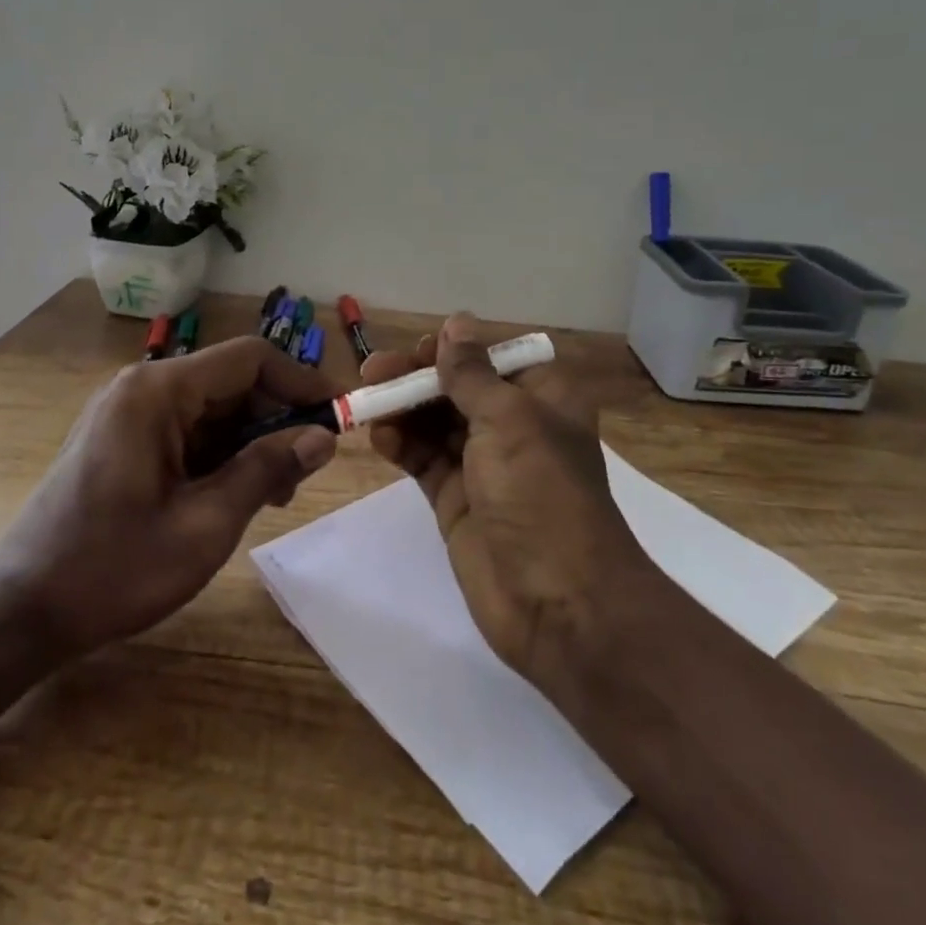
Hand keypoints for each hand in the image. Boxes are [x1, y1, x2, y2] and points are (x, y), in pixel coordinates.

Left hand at [0, 337, 338, 658]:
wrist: (19, 613)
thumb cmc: (113, 569)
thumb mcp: (205, 524)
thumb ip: (267, 470)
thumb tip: (322, 437)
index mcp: (157, 392)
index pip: (249, 359)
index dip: (300, 383)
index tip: (338, 418)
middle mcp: (141, 387)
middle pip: (231, 383)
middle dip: (276, 420)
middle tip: (305, 472)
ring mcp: (127, 413)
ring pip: (211, 410)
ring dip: (250, 443)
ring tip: (275, 494)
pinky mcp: (121, 439)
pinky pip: (186, 431)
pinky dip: (219, 455)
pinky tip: (235, 495)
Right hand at [364, 314, 650, 686]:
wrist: (558, 602)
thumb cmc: (541, 493)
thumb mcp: (508, 419)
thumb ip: (472, 373)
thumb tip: (456, 322)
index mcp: (543, 399)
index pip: (493, 359)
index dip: (456, 350)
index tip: (418, 349)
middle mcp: (515, 427)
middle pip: (459, 388)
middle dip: (417, 377)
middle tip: (373, 371)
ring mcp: (484, 466)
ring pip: (436, 423)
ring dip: (403, 409)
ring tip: (367, 400)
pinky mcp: (458, 501)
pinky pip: (425, 461)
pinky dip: (402, 446)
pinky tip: (379, 436)